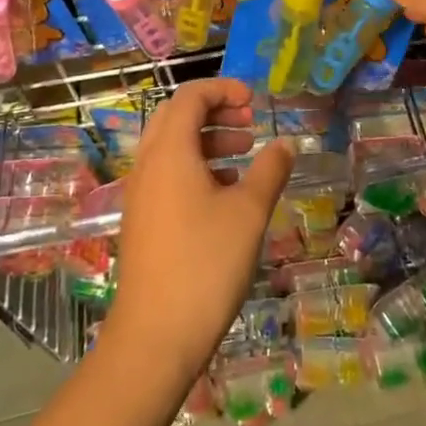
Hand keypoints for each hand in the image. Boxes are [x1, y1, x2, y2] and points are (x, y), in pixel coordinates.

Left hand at [100, 79, 292, 390]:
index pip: (191, 96)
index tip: (255, 102)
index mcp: (169, 151)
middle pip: (176, 116)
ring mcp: (141, 194)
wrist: (155, 336)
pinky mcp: (142, 220)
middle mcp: (148, 164)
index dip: (224, 89)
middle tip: (249, 123)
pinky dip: (196, 167)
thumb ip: (269, 170)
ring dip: (207, 140)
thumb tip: (284, 144)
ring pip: (172, 147)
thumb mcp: (249, 212)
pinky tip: (226, 192)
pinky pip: (167, 174)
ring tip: (245, 154)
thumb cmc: (206, 264)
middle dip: (214, 111)